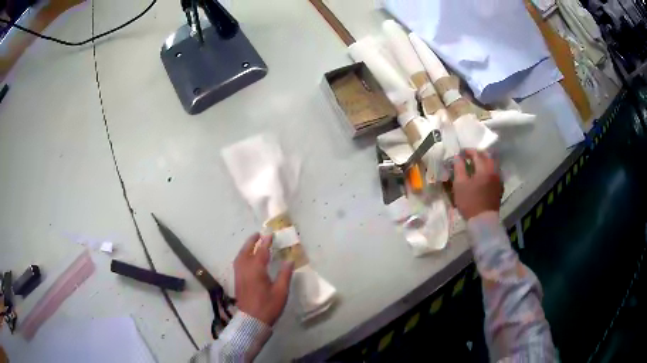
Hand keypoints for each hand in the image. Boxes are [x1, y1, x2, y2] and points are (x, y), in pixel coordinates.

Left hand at [234, 233, 293, 325]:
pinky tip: (246, 259)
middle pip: (246, 251)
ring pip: (240, 256)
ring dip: (245, 248)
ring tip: (252, 243)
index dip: (266, 242)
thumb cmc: (268, 306)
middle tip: (258, 234)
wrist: (251, 320)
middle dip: (252, 241)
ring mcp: (239, 275)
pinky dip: (242, 256)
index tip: (270, 235)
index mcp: (256, 270)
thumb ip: (285, 275)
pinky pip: (237, 263)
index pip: (261, 251)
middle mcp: (245, 269)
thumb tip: (289, 261)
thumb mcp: (281, 291)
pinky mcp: (237, 281)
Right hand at [452, 149, 503, 219]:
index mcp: (484, 168)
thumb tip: (458, 157)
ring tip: (476, 165)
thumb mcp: (459, 184)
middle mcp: (493, 171)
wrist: (483, 220)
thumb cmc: (469, 202)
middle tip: (469, 157)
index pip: (476, 154)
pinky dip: (489, 170)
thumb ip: (459, 168)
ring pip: (493, 164)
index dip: (467, 151)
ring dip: (485, 161)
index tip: (460, 153)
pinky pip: (495, 173)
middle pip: (487, 156)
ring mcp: (498, 179)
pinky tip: (484, 175)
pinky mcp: (499, 187)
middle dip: (478, 154)